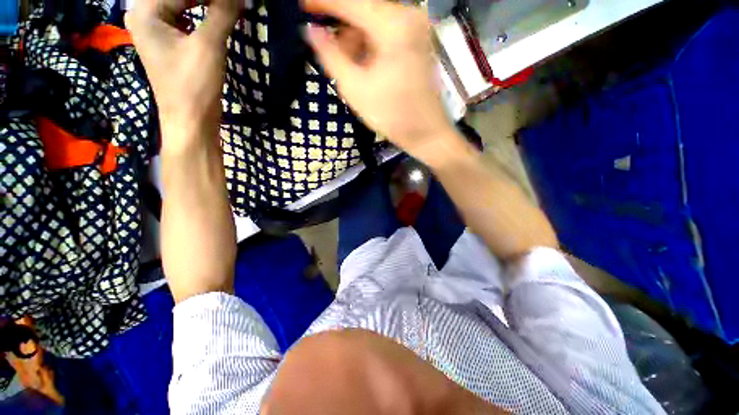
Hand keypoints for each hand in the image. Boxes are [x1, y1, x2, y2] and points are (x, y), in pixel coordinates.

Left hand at [125, 0, 238, 150]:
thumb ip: (222, 14)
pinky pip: (185, 18)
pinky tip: (218, 16)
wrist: (191, 122)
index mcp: (146, 12)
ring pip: (182, 4)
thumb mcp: (209, 47)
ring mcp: (156, 30)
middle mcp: (145, 15)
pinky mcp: (168, 43)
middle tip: (233, 4)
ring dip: (206, 4)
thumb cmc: (194, 86)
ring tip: (228, 7)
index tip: (235, 0)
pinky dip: (202, 15)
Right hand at [304, 0, 459, 162]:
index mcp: (393, 25)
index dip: (322, 3)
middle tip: (326, 49)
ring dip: (355, 40)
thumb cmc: (392, 116)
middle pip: (363, 10)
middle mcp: (408, 16)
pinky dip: (369, 46)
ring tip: (346, 67)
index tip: (301, 7)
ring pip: (374, 22)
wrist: (427, 133)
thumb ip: (331, 56)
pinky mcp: (417, 42)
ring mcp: (416, 28)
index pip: (350, 2)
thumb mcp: (355, 89)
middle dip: (341, 28)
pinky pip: (385, 33)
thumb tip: (311, 31)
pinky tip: (362, 66)